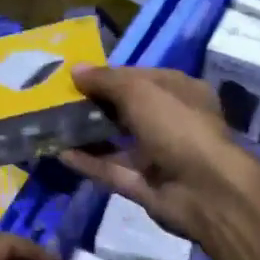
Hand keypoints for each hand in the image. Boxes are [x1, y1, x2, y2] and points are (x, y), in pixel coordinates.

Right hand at [60, 65, 255, 240]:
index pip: (140, 77)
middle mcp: (171, 121)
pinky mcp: (145, 185)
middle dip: (96, 105)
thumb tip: (75, 70)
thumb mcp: (140, 91)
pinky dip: (89, 163)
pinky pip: (112, 170)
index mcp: (180, 91)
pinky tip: (60, 153)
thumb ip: (106, 80)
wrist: (205, 189)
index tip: (76, 77)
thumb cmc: (177, 125)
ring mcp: (159, 155)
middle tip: (59, 101)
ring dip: (89, 134)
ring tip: (54, 126)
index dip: (109, 76)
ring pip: (118, 142)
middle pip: (128, 110)